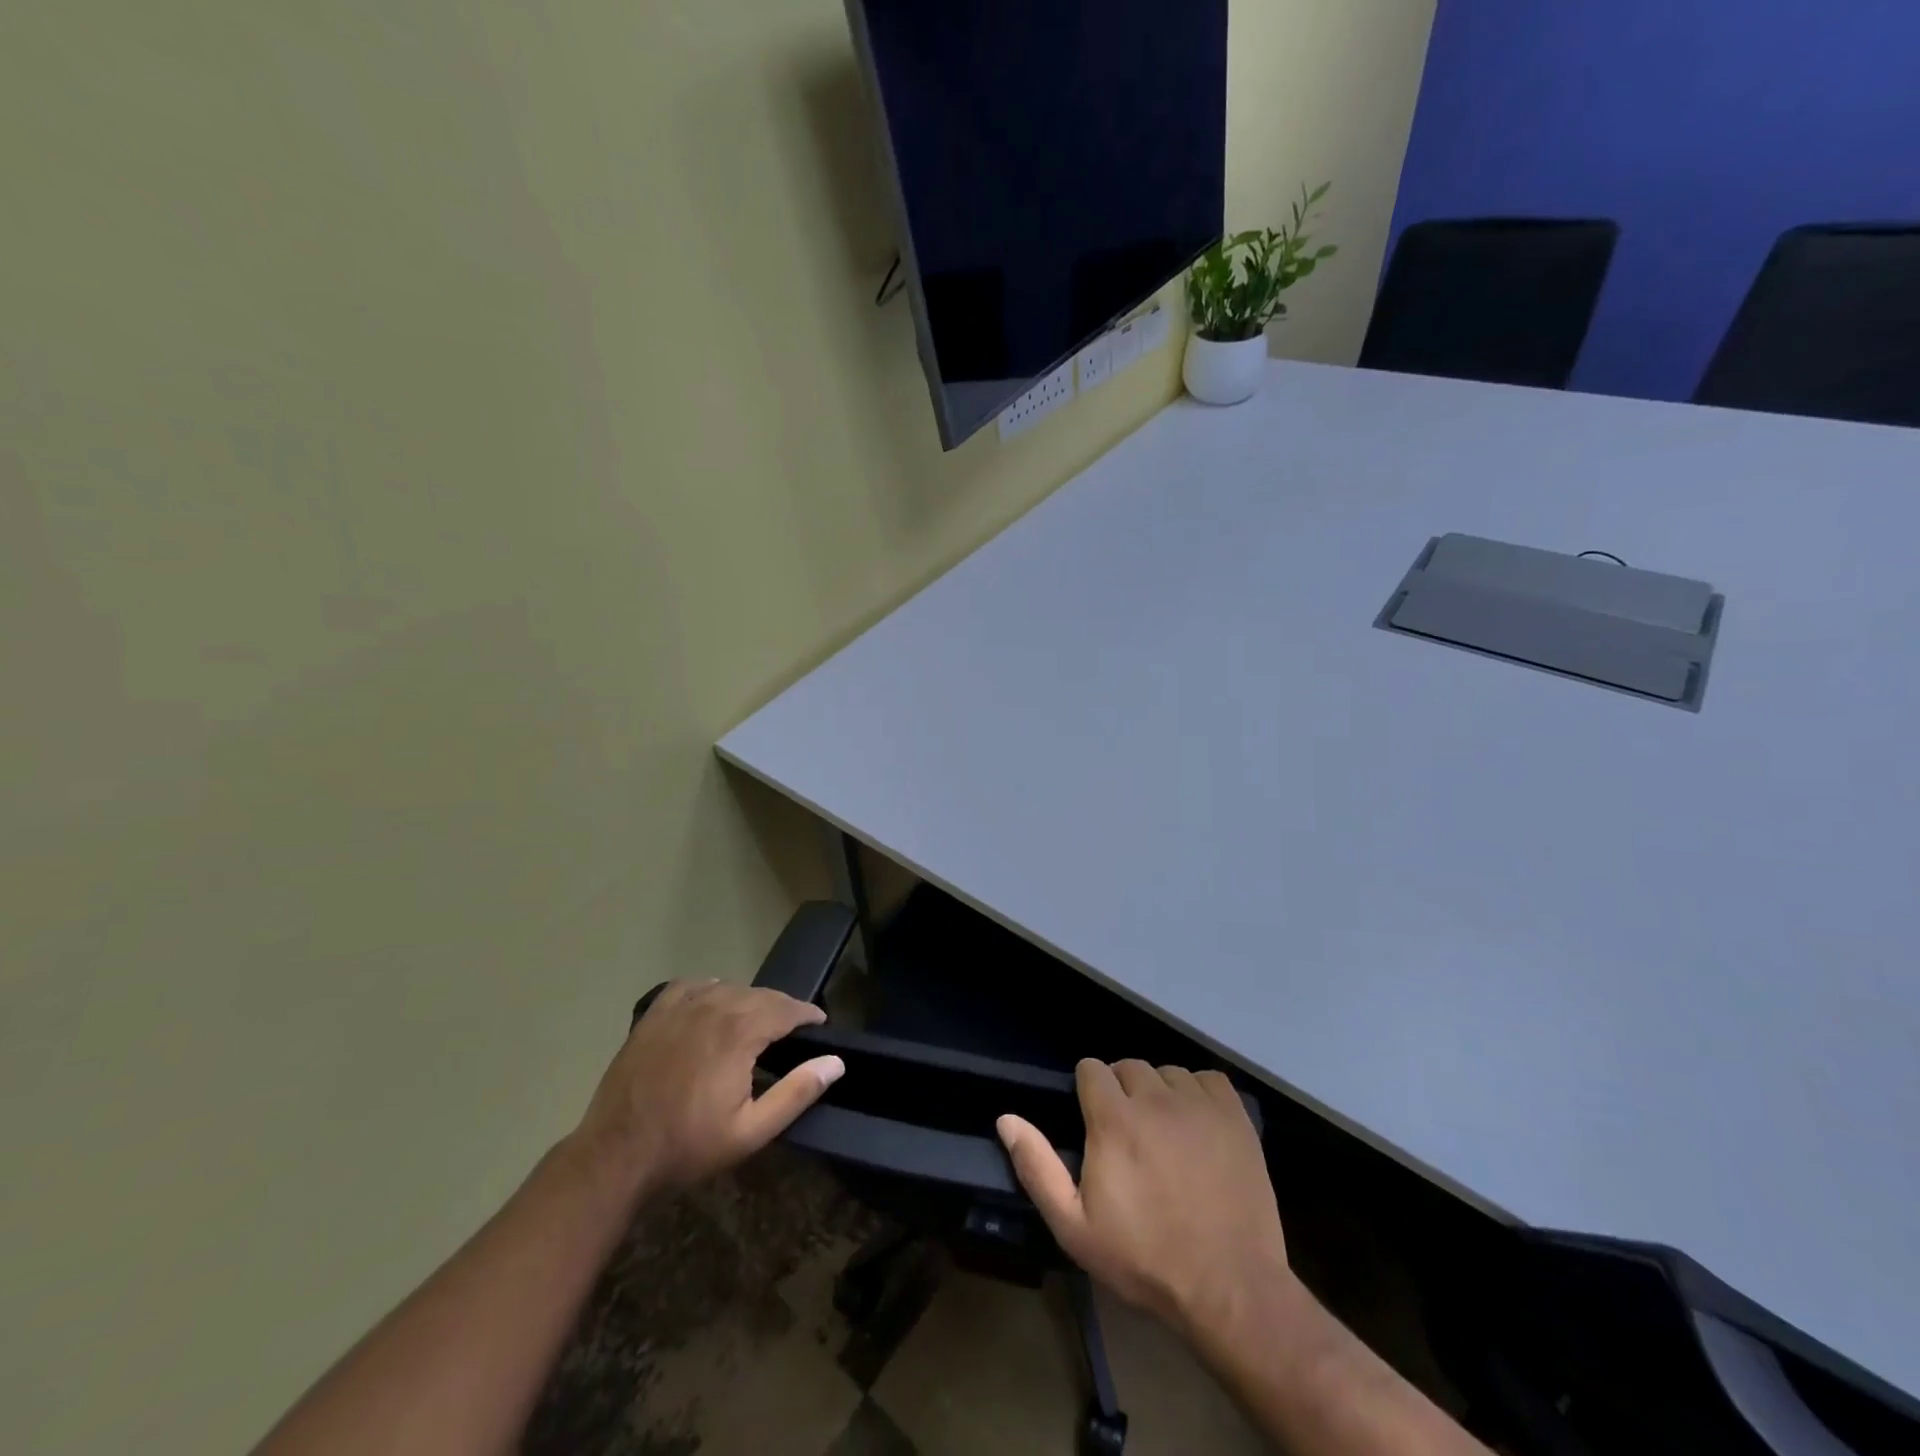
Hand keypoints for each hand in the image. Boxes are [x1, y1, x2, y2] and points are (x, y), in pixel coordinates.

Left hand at [570, 981, 844, 1199]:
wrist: (616, 1154)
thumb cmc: (688, 1145)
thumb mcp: (751, 1131)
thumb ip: (797, 1093)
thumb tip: (835, 1063)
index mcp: (739, 1032)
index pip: (786, 1008)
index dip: (807, 1013)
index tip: (820, 1023)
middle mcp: (713, 1007)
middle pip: (760, 995)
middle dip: (782, 1007)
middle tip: (794, 1027)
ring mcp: (680, 1008)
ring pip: (729, 987)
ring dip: (750, 999)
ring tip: (757, 1019)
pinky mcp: (655, 1014)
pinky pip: (692, 985)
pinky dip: (711, 988)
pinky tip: (714, 1002)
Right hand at [998, 1059, 1291, 1340]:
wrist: (1229, 1287)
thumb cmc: (1144, 1259)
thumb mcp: (1075, 1226)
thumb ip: (1037, 1167)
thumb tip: (1006, 1119)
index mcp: (1113, 1118)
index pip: (1091, 1068)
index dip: (1087, 1090)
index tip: (1093, 1122)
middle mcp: (1154, 1097)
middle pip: (1129, 1067)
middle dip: (1122, 1090)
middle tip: (1128, 1134)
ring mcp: (1198, 1104)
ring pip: (1168, 1072)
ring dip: (1160, 1093)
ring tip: (1165, 1132)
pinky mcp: (1235, 1115)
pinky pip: (1209, 1080)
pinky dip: (1199, 1093)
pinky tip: (1198, 1124)